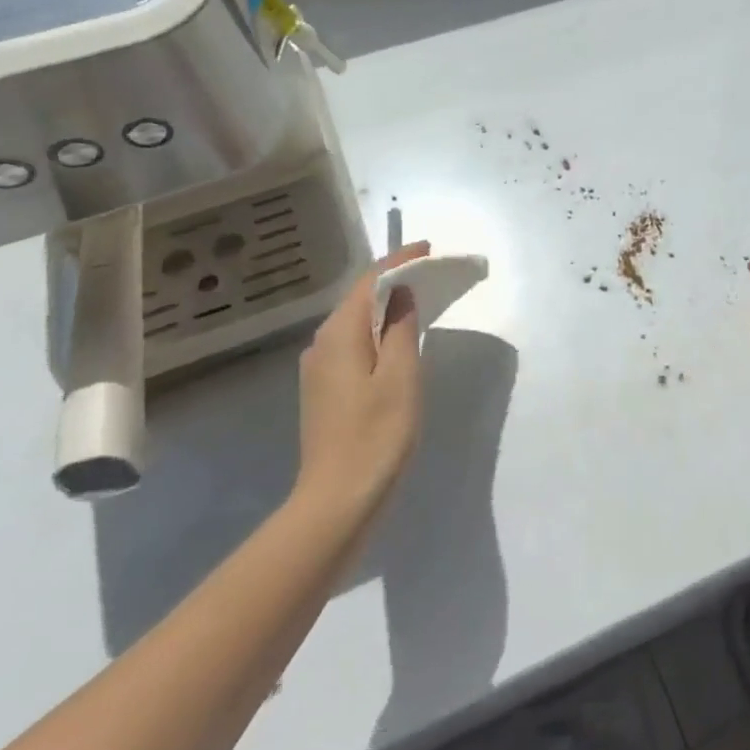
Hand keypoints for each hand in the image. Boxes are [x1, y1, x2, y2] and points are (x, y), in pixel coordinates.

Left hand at [292, 241, 429, 514]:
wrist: (338, 501)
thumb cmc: (377, 435)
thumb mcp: (401, 377)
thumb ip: (400, 329)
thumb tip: (402, 294)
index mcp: (339, 335)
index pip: (369, 282)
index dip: (399, 261)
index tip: (428, 249)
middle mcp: (321, 344)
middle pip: (359, 298)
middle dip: (393, 280)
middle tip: (430, 271)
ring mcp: (319, 369)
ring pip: (354, 322)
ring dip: (385, 306)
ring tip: (419, 298)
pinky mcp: (324, 390)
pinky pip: (352, 344)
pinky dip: (376, 331)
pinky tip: (396, 339)